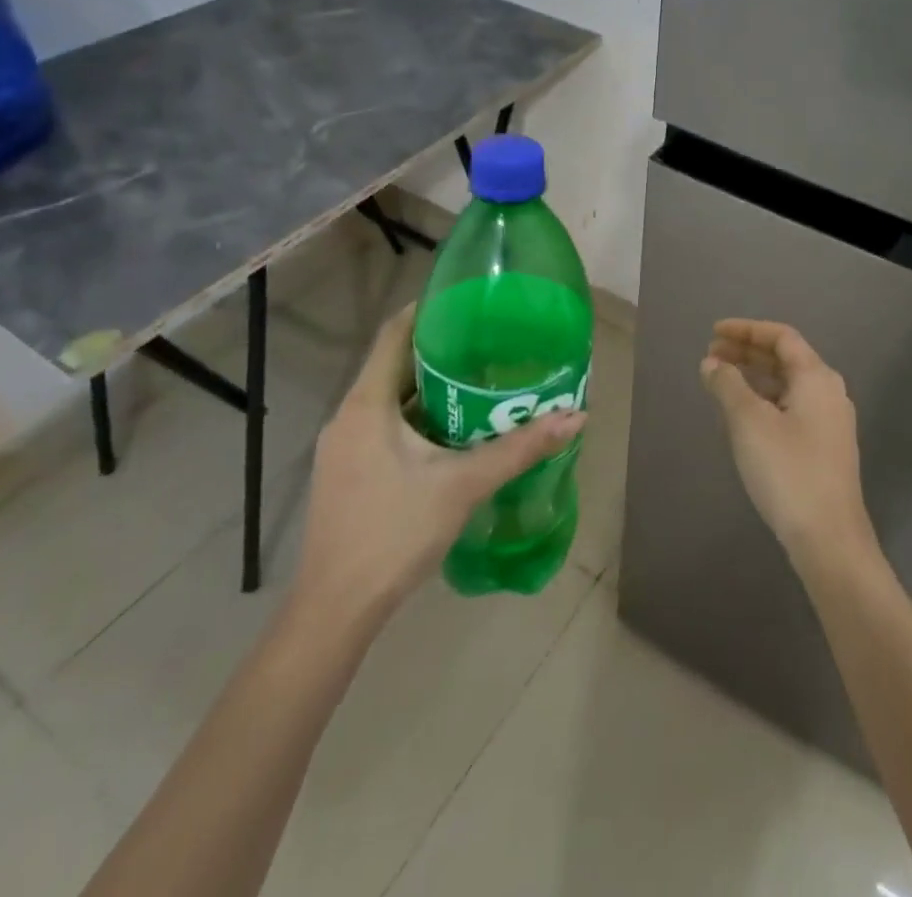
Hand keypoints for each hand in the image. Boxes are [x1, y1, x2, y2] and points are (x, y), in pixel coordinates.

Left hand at [287, 304, 585, 645]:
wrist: (336, 610)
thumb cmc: (395, 533)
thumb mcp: (463, 485)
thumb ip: (519, 449)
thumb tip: (575, 417)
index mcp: (367, 404)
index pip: (394, 333)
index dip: (429, 310)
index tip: (471, 302)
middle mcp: (349, 416)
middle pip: (395, 364)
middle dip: (442, 352)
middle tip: (492, 343)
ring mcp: (344, 446)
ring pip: (391, 398)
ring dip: (432, 388)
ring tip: (482, 381)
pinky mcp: (348, 472)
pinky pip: (386, 425)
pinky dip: (419, 417)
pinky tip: (454, 432)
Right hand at [700, 319, 876, 572]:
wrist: (829, 539)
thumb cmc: (787, 470)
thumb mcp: (749, 422)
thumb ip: (727, 385)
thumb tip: (712, 363)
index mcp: (817, 377)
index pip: (781, 337)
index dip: (746, 330)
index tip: (714, 332)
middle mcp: (829, 392)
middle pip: (786, 359)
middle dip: (747, 353)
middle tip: (711, 355)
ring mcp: (830, 422)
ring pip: (788, 385)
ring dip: (754, 378)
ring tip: (720, 382)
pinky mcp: (825, 447)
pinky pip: (791, 408)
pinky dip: (765, 401)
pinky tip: (742, 416)